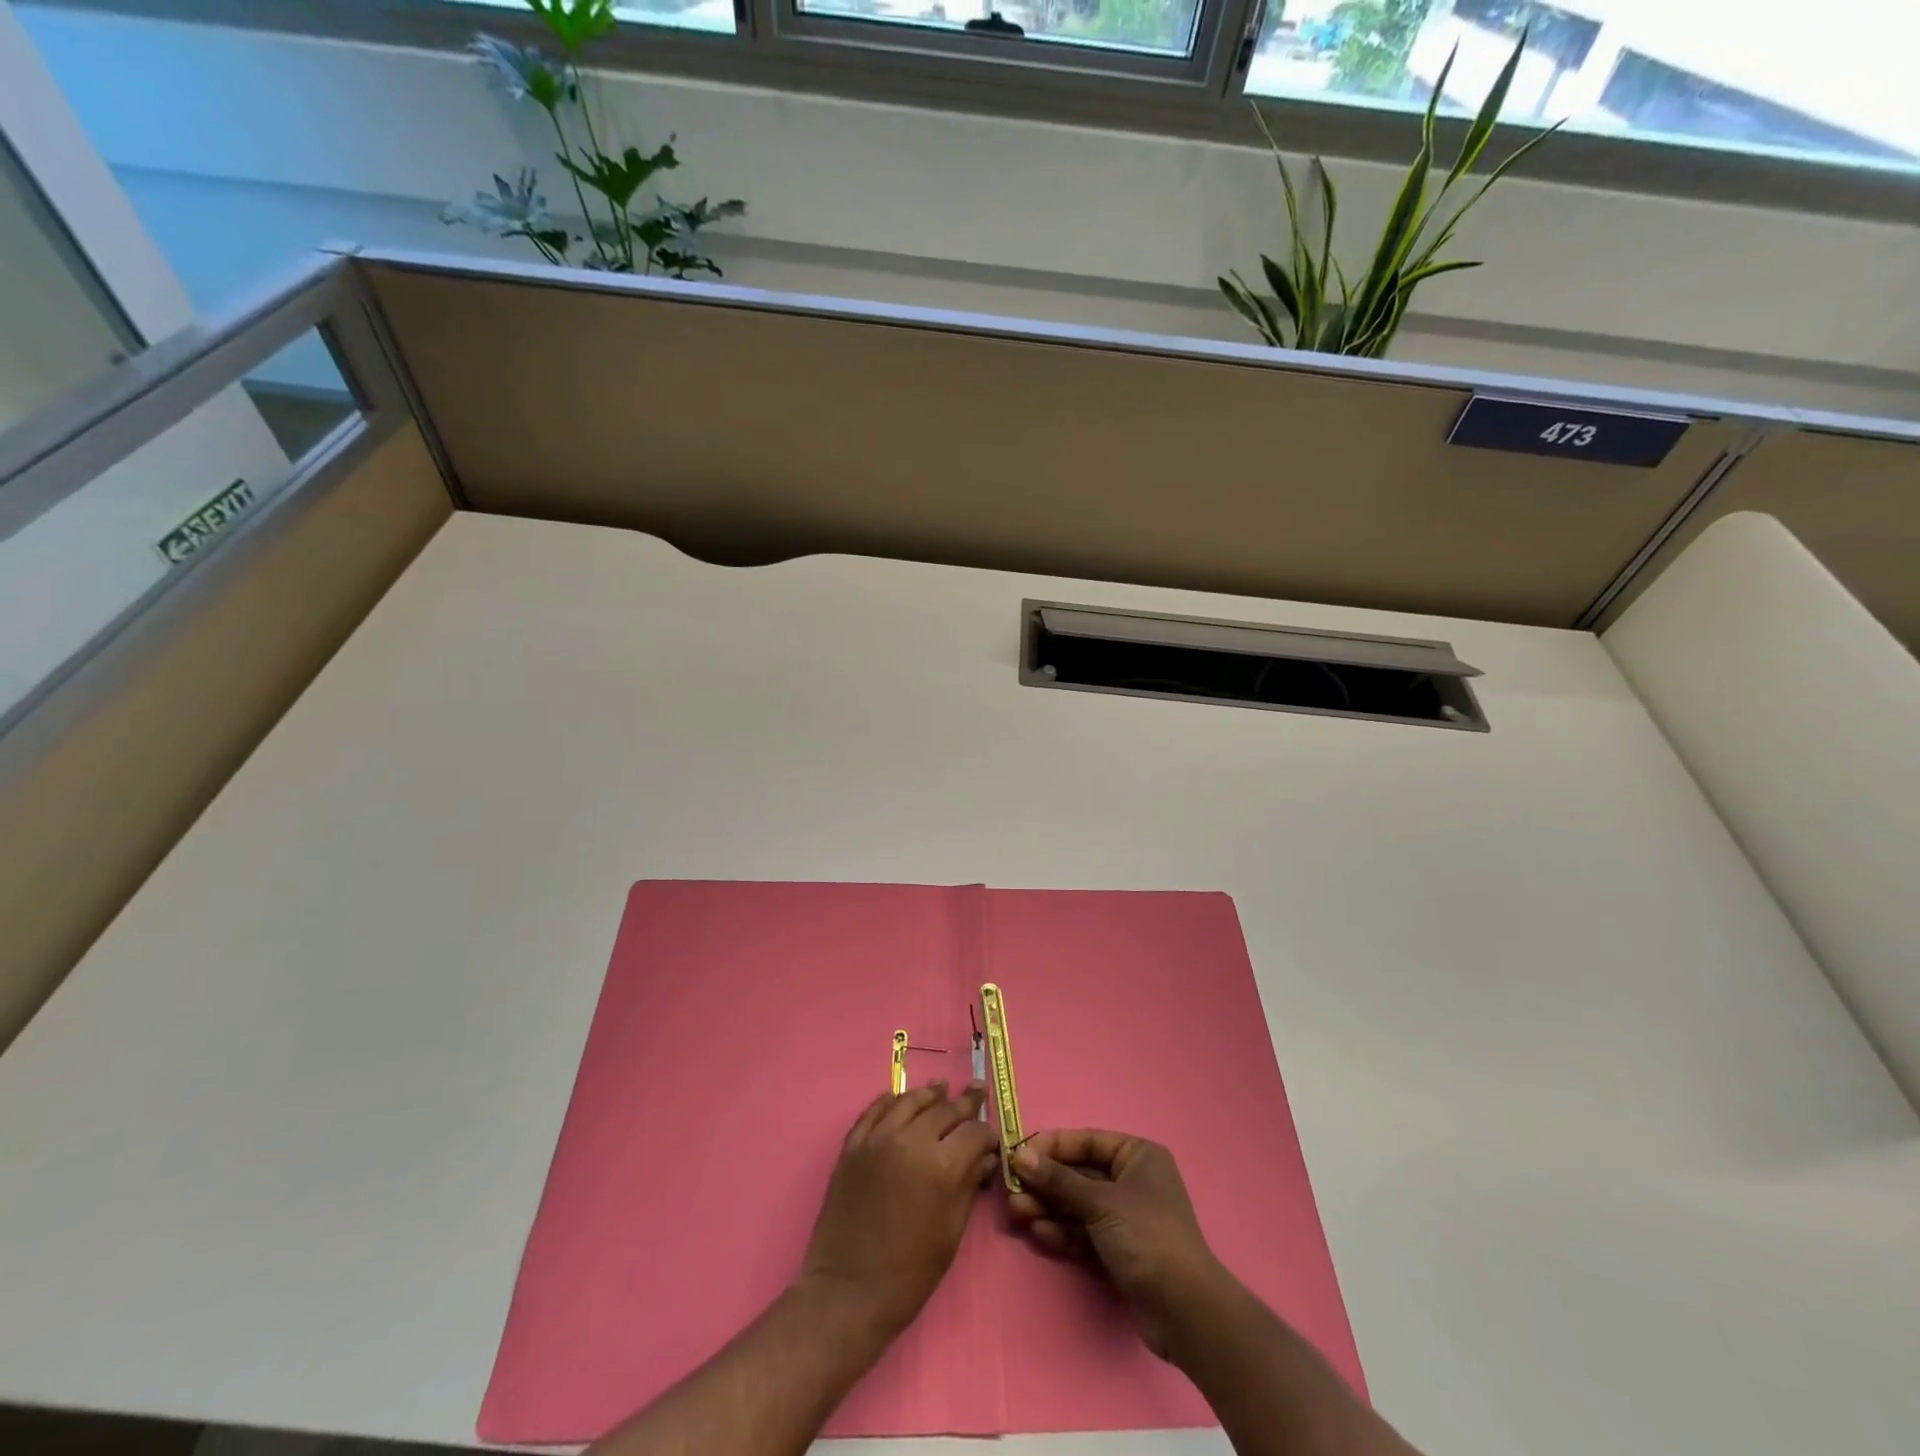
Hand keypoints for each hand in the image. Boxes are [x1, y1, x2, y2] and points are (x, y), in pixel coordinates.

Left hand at [800, 1081, 998, 1338]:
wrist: (848, 1292)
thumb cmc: (909, 1273)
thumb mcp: (951, 1232)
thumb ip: (968, 1186)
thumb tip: (984, 1158)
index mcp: (942, 1166)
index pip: (973, 1132)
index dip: (987, 1133)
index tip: (992, 1138)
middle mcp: (911, 1141)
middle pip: (944, 1110)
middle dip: (965, 1103)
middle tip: (977, 1091)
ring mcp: (878, 1139)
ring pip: (909, 1101)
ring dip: (929, 1094)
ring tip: (941, 1087)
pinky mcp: (853, 1145)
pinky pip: (874, 1111)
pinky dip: (890, 1101)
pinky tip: (898, 1098)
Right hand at [1008, 1129, 1228, 1358]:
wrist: (1185, 1311)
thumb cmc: (1146, 1236)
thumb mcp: (1100, 1202)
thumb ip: (1058, 1180)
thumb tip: (1021, 1156)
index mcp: (1137, 1156)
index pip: (1087, 1142)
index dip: (1052, 1146)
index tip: (1018, 1154)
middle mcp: (1132, 1181)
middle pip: (1079, 1175)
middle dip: (1045, 1183)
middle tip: (1011, 1190)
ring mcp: (1126, 1218)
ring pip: (1078, 1205)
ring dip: (1048, 1208)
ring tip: (1017, 1212)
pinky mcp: (1119, 1251)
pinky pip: (1084, 1232)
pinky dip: (1063, 1231)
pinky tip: (1039, 1232)